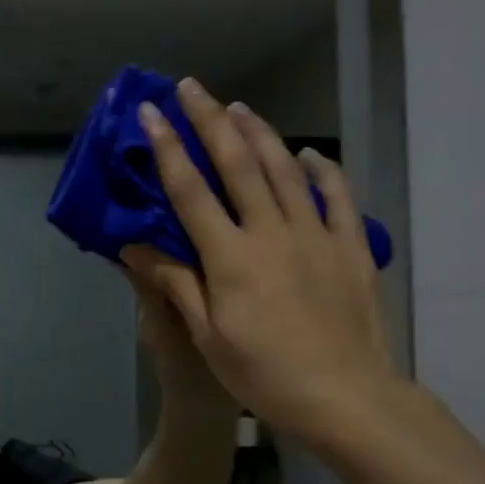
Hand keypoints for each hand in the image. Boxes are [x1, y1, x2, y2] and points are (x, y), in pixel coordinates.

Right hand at [121, 78, 398, 447]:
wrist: (345, 396)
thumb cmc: (264, 373)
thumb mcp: (209, 336)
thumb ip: (175, 283)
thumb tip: (135, 247)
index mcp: (230, 257)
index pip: (191, 192)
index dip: (168, 149)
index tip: (150, 113)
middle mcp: (272, 233)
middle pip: (238, 164)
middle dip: (211, 121)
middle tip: (192, 87)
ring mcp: (316, 235)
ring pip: (285, 169)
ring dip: (260, 133)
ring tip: (239, 107)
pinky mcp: (350, 247)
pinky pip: (337, 196)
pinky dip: (322, 169)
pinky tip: (310, 153)